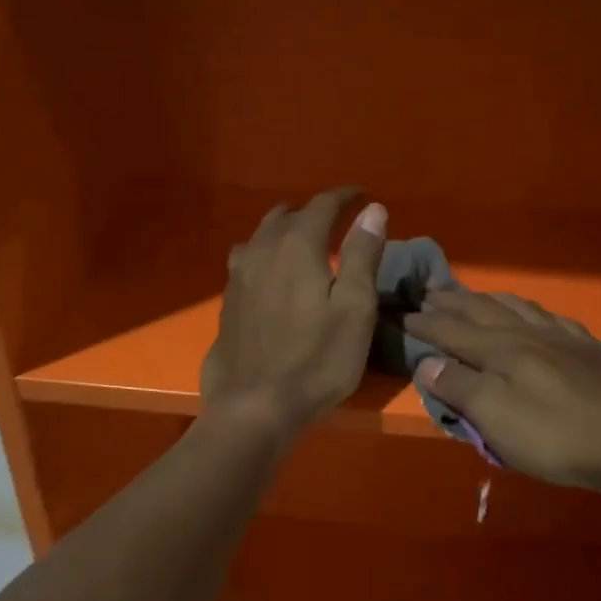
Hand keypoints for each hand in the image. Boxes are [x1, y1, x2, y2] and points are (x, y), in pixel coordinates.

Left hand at [201, 189, 387, 438]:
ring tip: (303, 240)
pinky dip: (266, 253)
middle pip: (286, 215)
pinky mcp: (227, 300)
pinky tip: (273, 273)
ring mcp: (238, 275)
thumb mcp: (355, 308)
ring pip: (261, 235)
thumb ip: (363, 254)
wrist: (254, 406)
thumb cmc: (316, 360)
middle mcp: (262, 250)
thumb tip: (372, 209)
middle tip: (336, 219)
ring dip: (284, 229)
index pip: (322, 205)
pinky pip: (248, 259)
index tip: (362, 195)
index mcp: (297, 246)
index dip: (344, 196)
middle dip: (312, 211)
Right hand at [406, 289, 600, 492]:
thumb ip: (459, 386)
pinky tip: (533, 313)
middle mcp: (527, 333)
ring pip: (515, 307)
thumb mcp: (496, 418)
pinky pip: (550, 317)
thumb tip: (425, 360)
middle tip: (428, 292)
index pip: (451, 330)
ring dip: (487, 299)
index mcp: (500, 349)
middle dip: (452, 301)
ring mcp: (560, 337)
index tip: (400, 315)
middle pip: (482, 310)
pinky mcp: (587, 349)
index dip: (424, 323)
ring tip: (472, 294)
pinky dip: (529, 309)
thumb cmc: (556, 435)